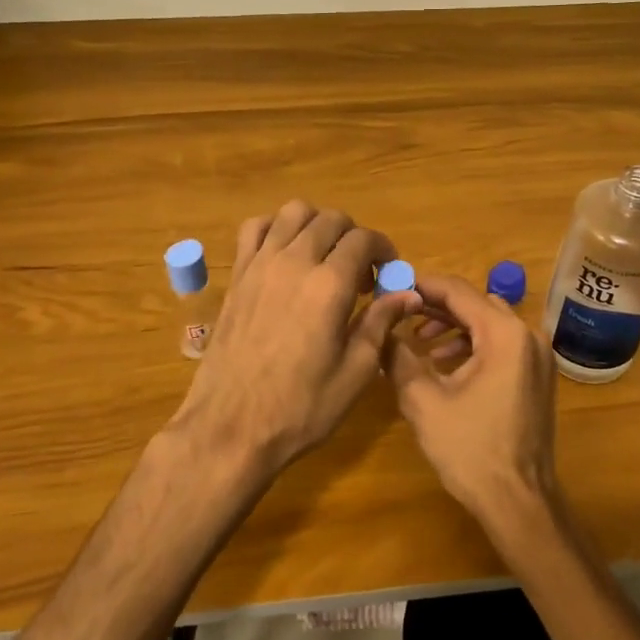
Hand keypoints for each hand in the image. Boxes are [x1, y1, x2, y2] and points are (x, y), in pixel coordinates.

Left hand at [168, 201, 417, 473]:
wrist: (231, 427)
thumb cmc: (301, 408)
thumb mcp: (355, 372)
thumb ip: (380, 323)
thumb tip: (408, 293)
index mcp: (329, 285)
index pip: (364, 240)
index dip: (384, 250)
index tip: (389, 274)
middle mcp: (294, 261)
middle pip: (331, 220)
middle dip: (354, 238)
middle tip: (361, 275)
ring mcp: (260, 264)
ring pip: (294, 212)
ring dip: (317, 225)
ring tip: (325, 258)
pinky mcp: (237, 275)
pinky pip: (255, 228)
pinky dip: (276, 228)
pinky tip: (285, 255)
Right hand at [384, 274, 558, 529]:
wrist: (518, 501)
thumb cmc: (470, 449)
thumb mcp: (423, 401)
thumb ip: (398, 358)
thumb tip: (379, 331)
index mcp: (504, 335)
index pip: (459, 292)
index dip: (423, 286)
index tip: (393, 285)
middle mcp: (528, 337)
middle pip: (477, 304)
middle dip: (437, 307)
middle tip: (401, 313)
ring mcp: (537, 358)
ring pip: (490, 324)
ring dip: (454, 327)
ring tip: (419, 343)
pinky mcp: (537, 378)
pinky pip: (502, 346)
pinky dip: (473, 346)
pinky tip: (445, 366)